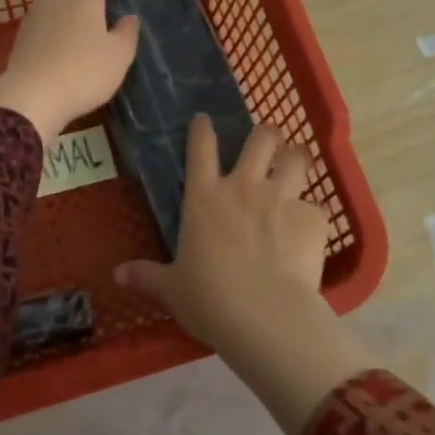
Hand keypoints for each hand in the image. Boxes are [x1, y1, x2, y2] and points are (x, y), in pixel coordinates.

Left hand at [0, 0, 139, 143]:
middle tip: (96, 1)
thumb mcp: (119, 55)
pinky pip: (39, 15)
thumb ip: (127, 32)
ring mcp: (35, 13)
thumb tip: (129, 18)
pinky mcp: (21, 33)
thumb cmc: (85, 71)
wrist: (33, 96)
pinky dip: (51, 18)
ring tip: (77, 20)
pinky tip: (59, 39)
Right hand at [115, 115, 373, 434]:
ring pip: (297, 157)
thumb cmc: (209, 300)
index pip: (201, 149)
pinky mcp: (312, 218)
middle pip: (261, 138)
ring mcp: (281, 198)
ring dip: (297, 158)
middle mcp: (244, 187)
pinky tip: (311, 230)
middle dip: (266, 134)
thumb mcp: (172, 289)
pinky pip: (317, 207)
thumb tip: (117, 275)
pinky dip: (313, 215)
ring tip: (298, 163)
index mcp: (204, 198)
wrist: (264, 316)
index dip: (202, 129)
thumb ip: (147, 276)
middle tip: (268, 141)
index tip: (204, 118)